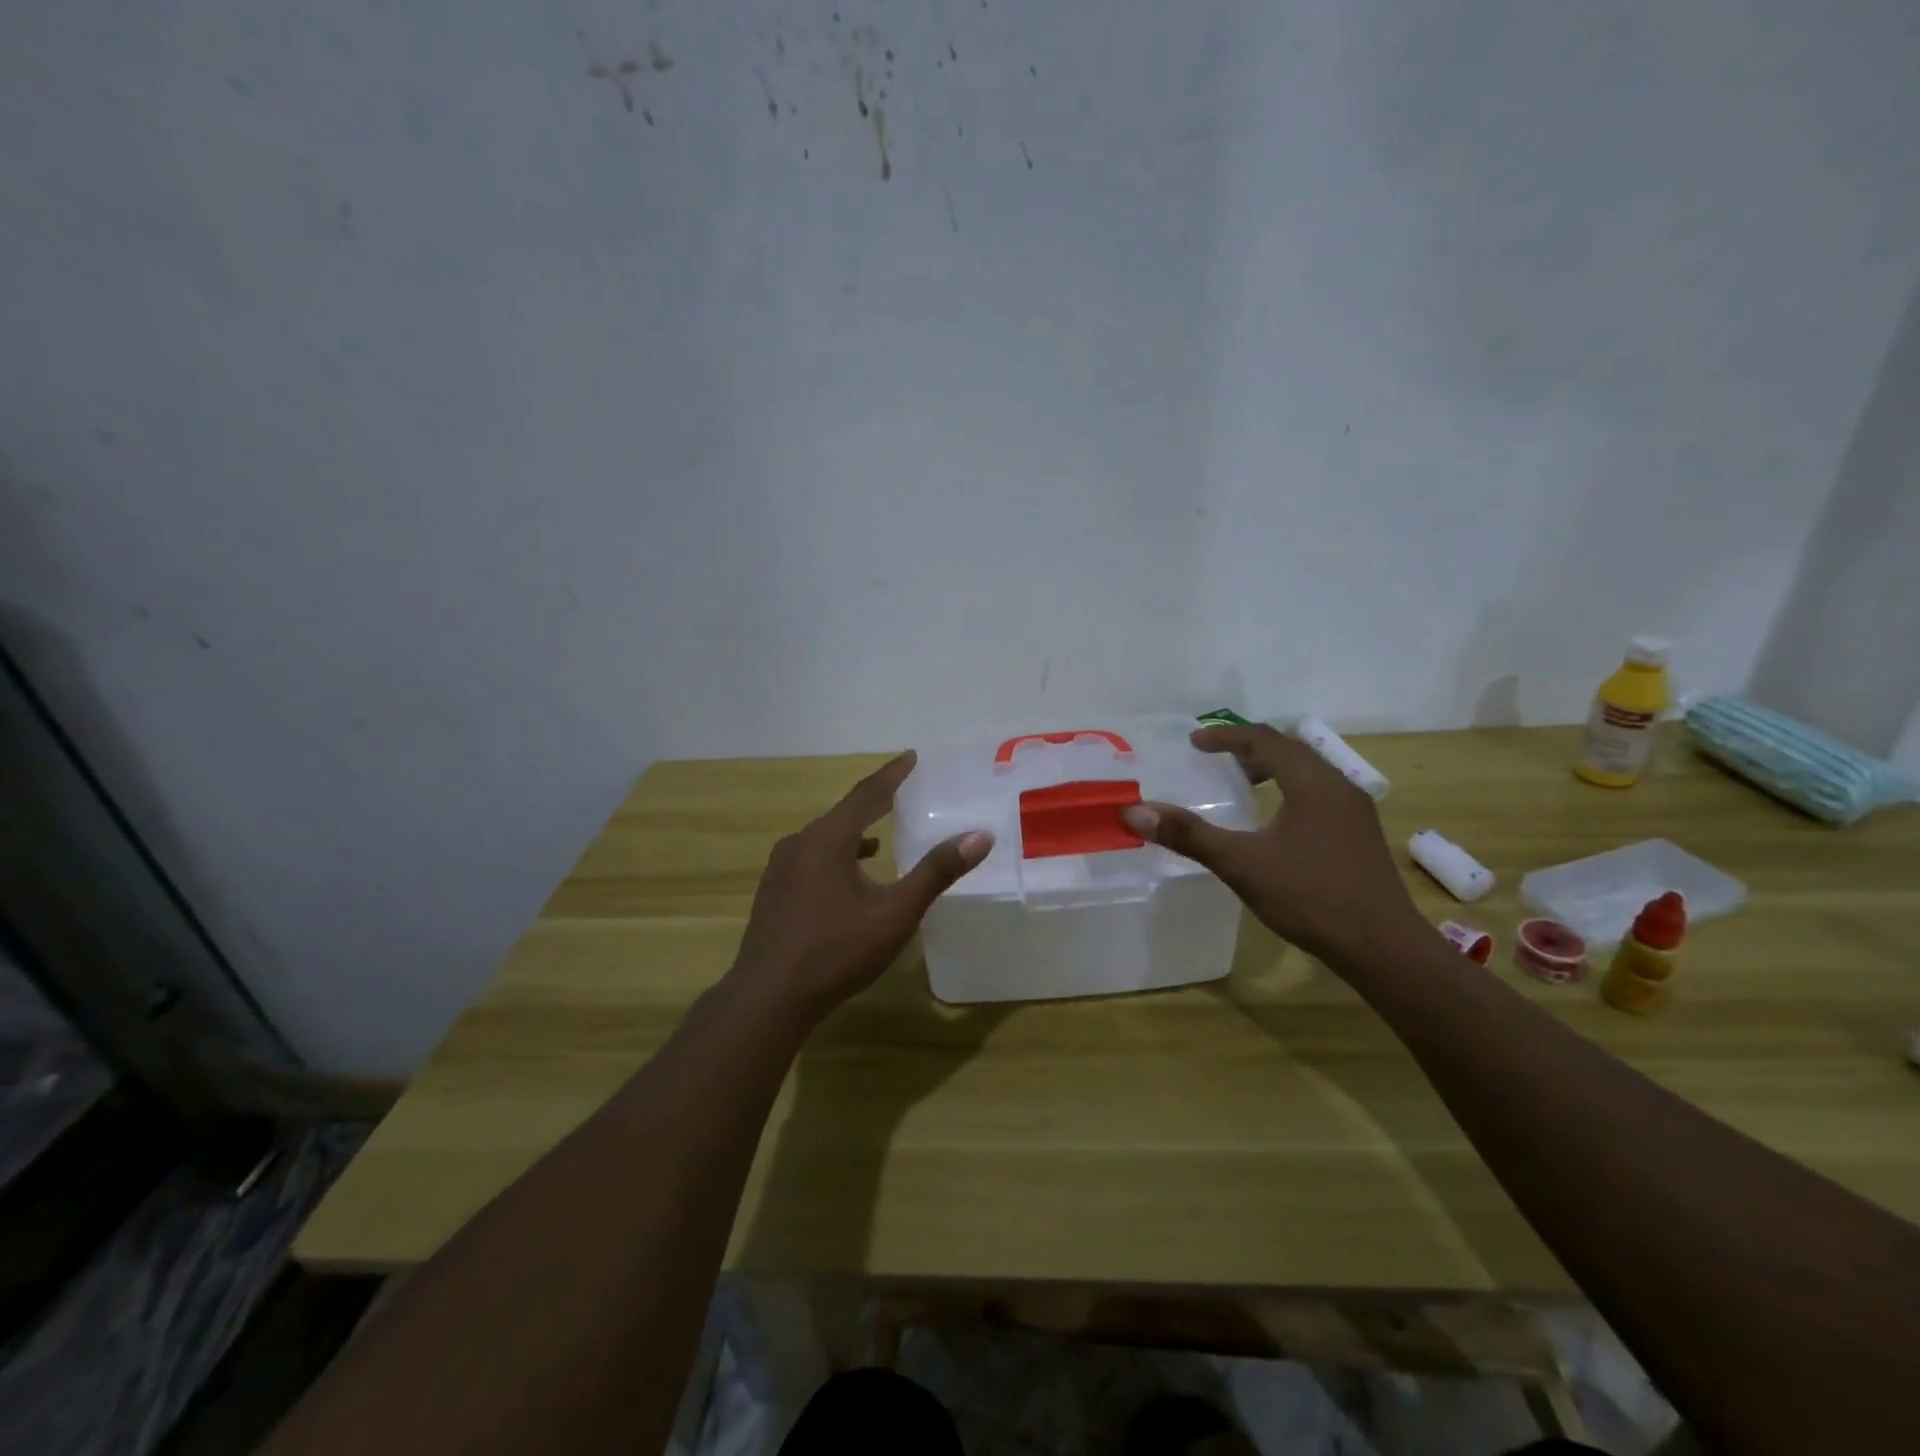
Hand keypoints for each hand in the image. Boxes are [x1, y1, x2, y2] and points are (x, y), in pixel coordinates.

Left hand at [729, 752, 992, 1018]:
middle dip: (875, 802)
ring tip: (881, 835)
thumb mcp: (895, 913)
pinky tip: (849, 876)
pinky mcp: (773, 891)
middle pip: (844, 813)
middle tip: (903, 793)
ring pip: (826, 838)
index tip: (912, 756)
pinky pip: (811, 858)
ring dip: (855, 832)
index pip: (867, 794)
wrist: (769, 997)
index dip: (893, 774)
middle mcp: (800, 843)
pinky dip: (837, 856)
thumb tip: (979, 836)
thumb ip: (936, 872)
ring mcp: (781, 867)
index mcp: (828, 839)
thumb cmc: (837, 951)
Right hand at [1121, 724, 1426, 969]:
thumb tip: (1136, 811)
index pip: (1264, 740)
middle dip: (1248, 749)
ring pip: (1308, 771)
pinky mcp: (1360, 833)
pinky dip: (1289, 789)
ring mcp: (1354, 810)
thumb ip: (1189, 835)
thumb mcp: (1242, 864)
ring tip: (1240, 785)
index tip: (1194, 743)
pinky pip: (1319, 793)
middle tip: (1214, 759)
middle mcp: (1339, 786)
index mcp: (1313, 783)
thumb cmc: (1311, 898)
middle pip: (1290, 749)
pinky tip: (1274, 822)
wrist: (1383, 947)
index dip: (1226, 737)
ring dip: (1271, 769)